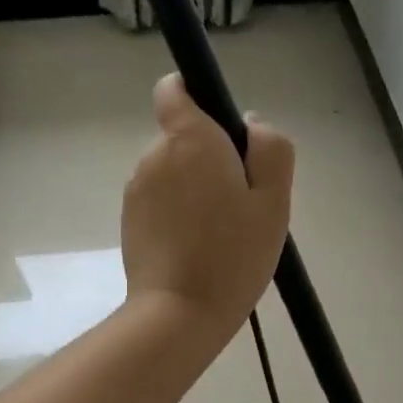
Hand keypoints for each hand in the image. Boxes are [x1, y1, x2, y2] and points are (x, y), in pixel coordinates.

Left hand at [121, 74, 293, 343]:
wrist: (178, 313)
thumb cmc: (233, 255)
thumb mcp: (274, 200)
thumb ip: (270, 148)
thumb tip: (250, 123)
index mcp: (188, 139)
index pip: (175, 89)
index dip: (196, 96)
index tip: (223, 129)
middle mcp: (153, 155)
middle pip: (182, 137)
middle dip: (209, 156)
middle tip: (239, 203)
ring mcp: (136, 190)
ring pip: (172, 172)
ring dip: (194, 188)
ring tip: (220, 232)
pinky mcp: (129, 220)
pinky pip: (160, 201)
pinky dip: (178, 212)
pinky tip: (197, 247)